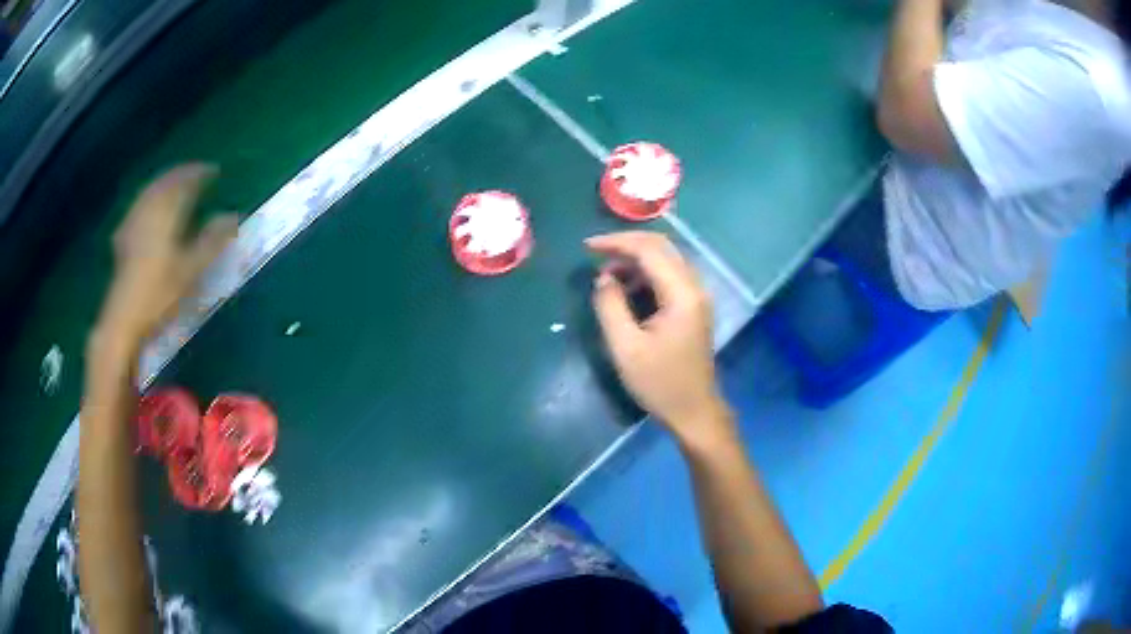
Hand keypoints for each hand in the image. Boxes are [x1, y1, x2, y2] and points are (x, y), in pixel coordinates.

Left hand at [94, 164, 237, 355]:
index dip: (200, 174)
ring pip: (151, 190)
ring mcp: (133, 221)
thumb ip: (212, 241)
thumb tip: (233, 216)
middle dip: (182, 174)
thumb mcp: (190, 270)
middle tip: (197, 174)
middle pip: (166, 182)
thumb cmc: (159, 295)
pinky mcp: (124, 235)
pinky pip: (139, 204)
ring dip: (165, 183)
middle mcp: (149, 210)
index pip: (185, 182)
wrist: (123, 318)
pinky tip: (150, 206)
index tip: (214, 171)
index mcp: (166, 213)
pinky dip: (150, 197)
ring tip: (176, 184)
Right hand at [587, 232, 729, 444]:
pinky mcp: (693, 307)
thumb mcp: (626, 347)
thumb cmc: (660, 383)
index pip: (650, 250)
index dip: (617, 242)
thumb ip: (610, 306)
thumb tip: (603, 278)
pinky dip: (646, 274)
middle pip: (662, 247)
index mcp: (682, 294)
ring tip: (607, 277)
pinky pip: (669, 276)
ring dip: (636, 260)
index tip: (587, 247)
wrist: (694, 411)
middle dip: (627, 245)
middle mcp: (694, 287)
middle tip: (596, 255)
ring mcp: (697, 296)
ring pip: (666, 259)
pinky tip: (627, 290)